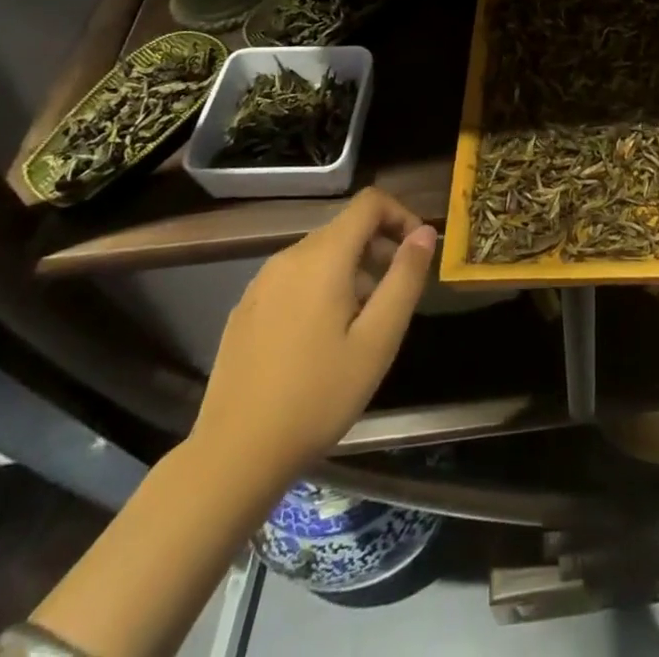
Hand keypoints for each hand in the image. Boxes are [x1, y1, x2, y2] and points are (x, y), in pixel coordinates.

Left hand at [187, 187, 435, 497]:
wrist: (233, 457)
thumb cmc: (317, 397)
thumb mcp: (378, 340)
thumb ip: (405, 278)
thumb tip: (425, 232)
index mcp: (323, 257)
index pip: (370, 202)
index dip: (401, 215)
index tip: (416, 254)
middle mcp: (288, 257)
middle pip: (345, 228)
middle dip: (378, 250)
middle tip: (393, 299)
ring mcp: (261, 283)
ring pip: (320, 255)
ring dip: (351, 272)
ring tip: (360, 326)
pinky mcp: (245, 309)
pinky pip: (294, 279)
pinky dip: (320, 289)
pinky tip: (320, 342)